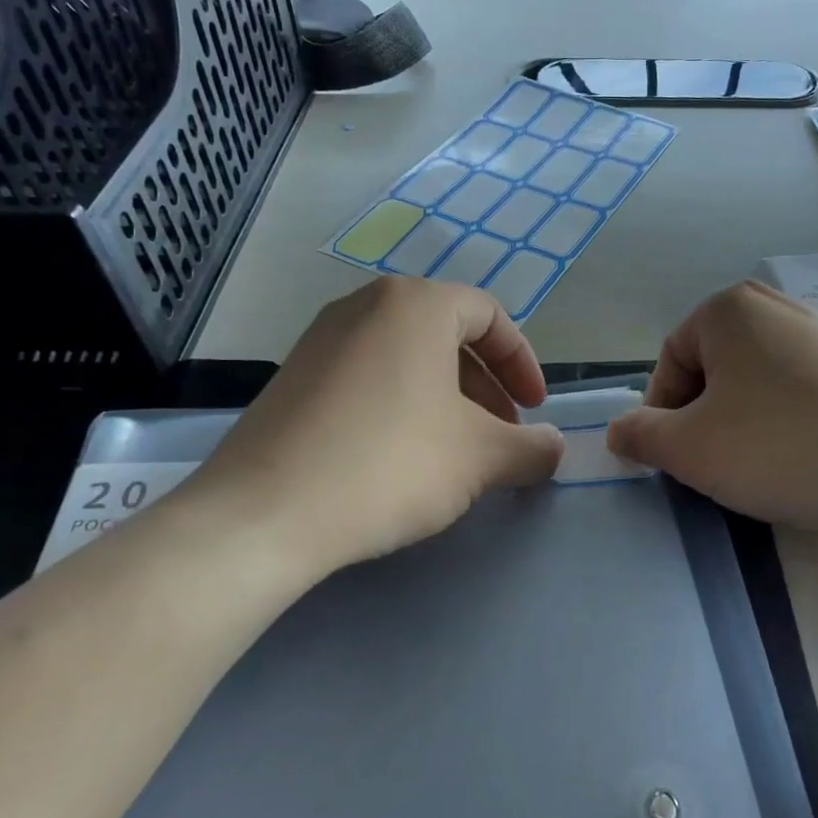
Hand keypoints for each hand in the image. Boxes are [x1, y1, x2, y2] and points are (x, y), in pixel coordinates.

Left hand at [171, 278, 563, 579]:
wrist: (263, 513)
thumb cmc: (389, 464)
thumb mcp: (480, 458)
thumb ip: (531, 447)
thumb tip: (554, 447)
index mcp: (415, 304)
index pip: (489, 315)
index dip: (522, 363)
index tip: (533, 411)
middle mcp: (365, 305)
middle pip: (447, 335)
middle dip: (485, 386)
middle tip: (500, 435)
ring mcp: (322, 339)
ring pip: (406, 357)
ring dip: (445, 399)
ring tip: (455, 452)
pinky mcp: (293, 377)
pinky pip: (367, 377)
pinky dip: (400, 405)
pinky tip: (399, 458)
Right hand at [606, 281, 817, 545]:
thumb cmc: (782, 446)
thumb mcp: (691, 449)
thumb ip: (640, 436)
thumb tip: (617, 431)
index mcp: (727, 310)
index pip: (669, 362)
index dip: (664, 415)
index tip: (679, 460)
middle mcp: (774, 306)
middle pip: (713, 369)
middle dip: (705, 419)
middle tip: (718, 466)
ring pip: (757, 383)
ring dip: (745, 424)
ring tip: (764, 468)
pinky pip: (802, 392)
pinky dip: (789, 424)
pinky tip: (807, 460)